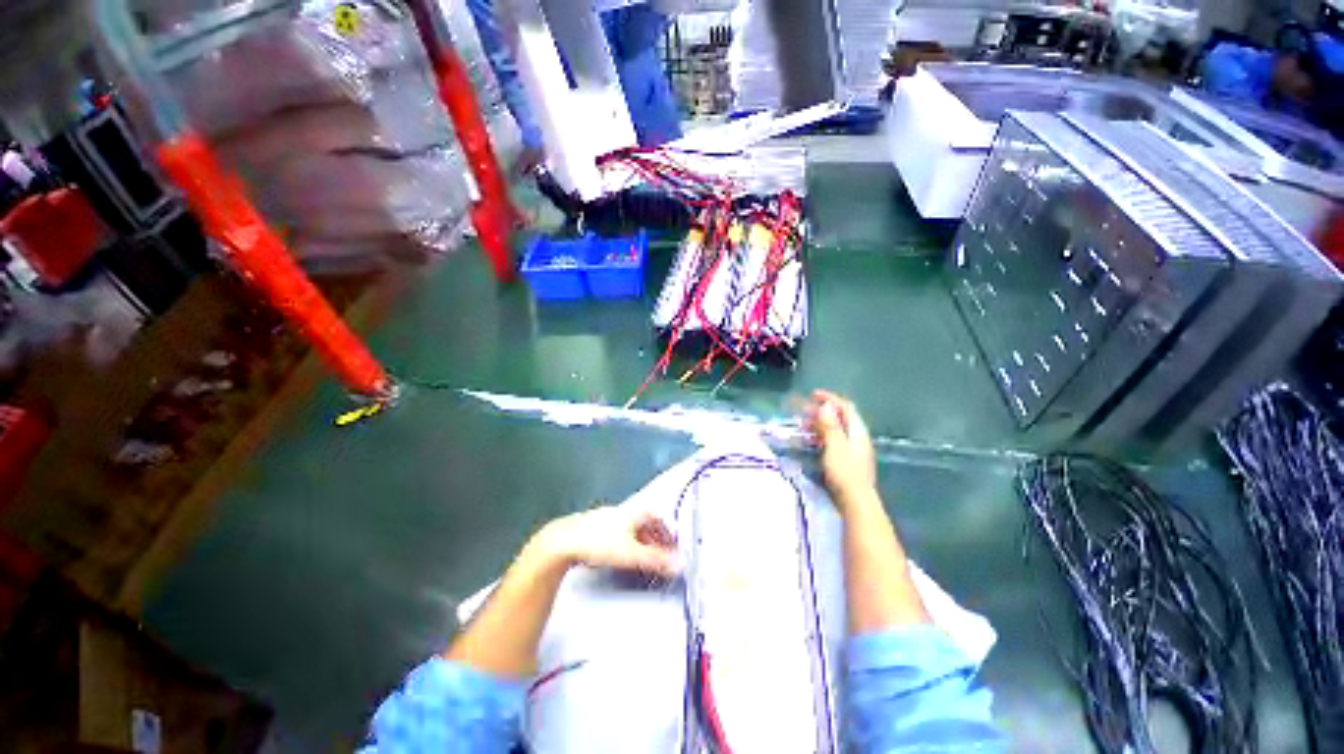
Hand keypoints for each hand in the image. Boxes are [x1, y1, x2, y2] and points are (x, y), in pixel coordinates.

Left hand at [532, 506, 679, 576]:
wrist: (563, 541)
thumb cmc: (600, 543)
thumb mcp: (631, 554)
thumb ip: (656, 560)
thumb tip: (681, 564)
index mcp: (635, 511)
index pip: (659, 518)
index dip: (668, 533)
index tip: (673, 548)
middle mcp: (624, 511)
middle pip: (647, 522)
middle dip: (656, 539)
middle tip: (662, 556)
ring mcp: (609, 517)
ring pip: (633, 528)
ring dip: (643, 541)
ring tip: (645, 558)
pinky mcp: (596, 527)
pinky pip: (620, 533)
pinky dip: (628, 543)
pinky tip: (623, 554)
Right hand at [804, 390, 877, 509]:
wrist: (856, 501)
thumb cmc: (845, 472)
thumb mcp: (834, 446)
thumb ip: (830, 425)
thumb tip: (825, 405)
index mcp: (857, 431)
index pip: (845, 407)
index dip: (830, 398)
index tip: (812, 395)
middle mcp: (857, 437)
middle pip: (841, 417)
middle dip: (822, 411)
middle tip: (803, 411)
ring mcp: (854, 450)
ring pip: (836, 430)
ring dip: (820, 424)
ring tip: (803, 425)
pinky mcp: (848, 461)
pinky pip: (834, 441)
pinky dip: (822, 436)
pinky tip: (811, 441)